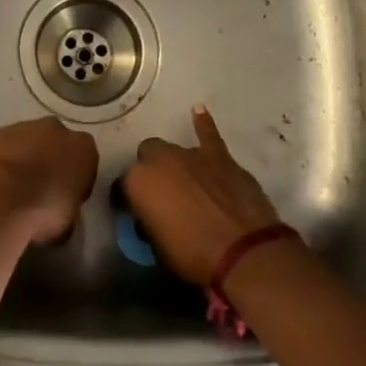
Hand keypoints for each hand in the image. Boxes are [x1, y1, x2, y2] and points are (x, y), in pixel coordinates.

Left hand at [0, 115, 99, 244]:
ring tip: (13, 191)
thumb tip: (60, 210)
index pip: (86, 161)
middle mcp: (56, 129)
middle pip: (57, 144)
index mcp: (83, 148)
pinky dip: (2, 161)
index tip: (66, 199)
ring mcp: (24, 127)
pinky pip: (4, 147)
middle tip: (40, 191)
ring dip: (25, 160)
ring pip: (29, 142)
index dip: (77, 181)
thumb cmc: (43, 211)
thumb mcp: (69, 222)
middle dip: (51, 162)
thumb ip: (69, 207)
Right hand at [122, 105, 281, 283]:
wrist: (243, 250)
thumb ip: (149, 222)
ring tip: (185, 182)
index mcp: (138, 182)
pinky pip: (207, 134)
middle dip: (151, 172)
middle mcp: (159, 159)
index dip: (128, 200)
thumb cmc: (194, 256)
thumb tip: (153, 215)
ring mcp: (190, 153)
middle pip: (147, 158)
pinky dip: (203, 124)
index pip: (122, 186)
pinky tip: (199, 110)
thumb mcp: (158, 248)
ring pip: (174, 150)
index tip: (134, 213)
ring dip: (176, 164)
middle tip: (161, 196)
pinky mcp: (218, 155)